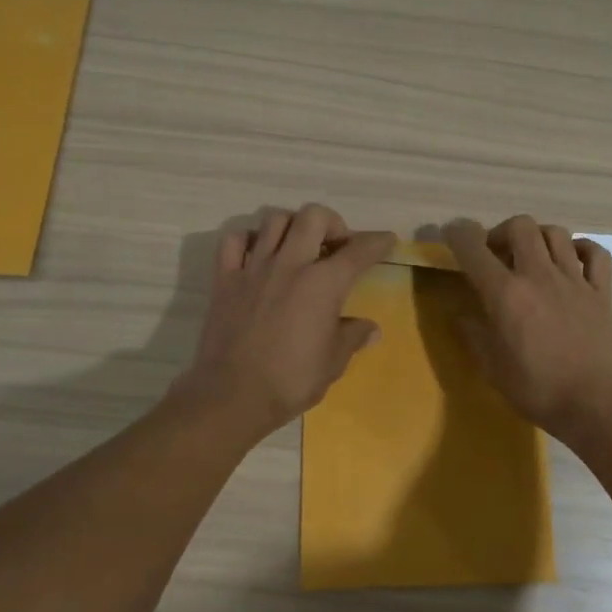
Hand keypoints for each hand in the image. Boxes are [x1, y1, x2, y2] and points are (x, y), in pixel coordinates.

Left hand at [176, 205, 395, 438]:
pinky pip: (233, 240)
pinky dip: (248, 240)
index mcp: (324, 283)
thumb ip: (352, 337)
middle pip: (313, 216)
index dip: (378, 242)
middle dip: (332, 223)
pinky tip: (257, 255)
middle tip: (335, 246)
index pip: (359, 250)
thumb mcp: (333, 362)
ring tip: (298, 247)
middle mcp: (290, 264)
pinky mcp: (225, 279)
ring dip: (292, 226)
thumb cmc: (291, 380)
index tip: (386, 241)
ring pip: (275, 220)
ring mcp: (254, 267)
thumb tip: (371, 329)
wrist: (232, 395)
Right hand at [442, 216, 611, 443]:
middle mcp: (539, 276)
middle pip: (520, 226)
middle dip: (502, 232)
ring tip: (531, 257)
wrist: (597, 405)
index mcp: (506, 294)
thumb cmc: (538, 390)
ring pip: (556, 233)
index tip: (452, 233)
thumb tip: (462, 316)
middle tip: (496, 255)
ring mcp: (574, 281)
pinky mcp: (602, 293)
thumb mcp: (493, 369)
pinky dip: (581, 249)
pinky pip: (595, 254)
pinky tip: (572, 261)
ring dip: (538, 237)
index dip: (458, 233)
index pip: (474, 249)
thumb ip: (475, 336)